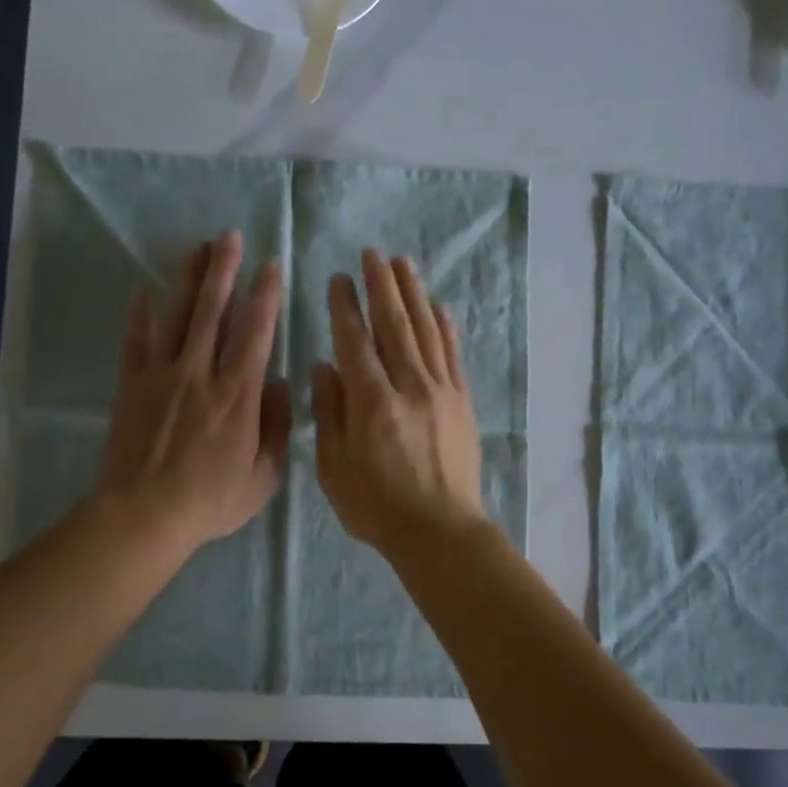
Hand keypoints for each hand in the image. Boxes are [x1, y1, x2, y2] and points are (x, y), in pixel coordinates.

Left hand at [98, 231, 291, 553]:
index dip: (264, 297)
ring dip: (188, 280)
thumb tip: (279, 383)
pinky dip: (138, 316)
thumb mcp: (263, 476)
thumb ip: (276, 427)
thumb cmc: (210, 500)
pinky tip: (141, 291)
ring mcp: (162, 376)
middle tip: (229, 237)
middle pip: (212, 312)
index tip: (270, 267)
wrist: (144, 515)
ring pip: (177, 317)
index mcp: (238, 394)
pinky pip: (134, 343)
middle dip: (223, 271)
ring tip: (196, 248)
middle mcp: (200, 373)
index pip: (255, 333)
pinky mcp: (131, 386)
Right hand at [312, 248, 487, 560]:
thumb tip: (325, 367)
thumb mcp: (335, 467)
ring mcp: (441, 392)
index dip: (345, 308)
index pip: (355, 343)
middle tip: (372, 253)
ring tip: (403, 263)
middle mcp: (409, 387)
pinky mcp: (462, 403)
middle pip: (394, 326)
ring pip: (426, 332)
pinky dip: (445, 327)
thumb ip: (329, 413)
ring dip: (413, 294)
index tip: (338, 279)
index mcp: (372, 403)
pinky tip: (438, 306)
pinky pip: (453, 355)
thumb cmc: (377, 506)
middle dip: (381, 286)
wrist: (441, 532)